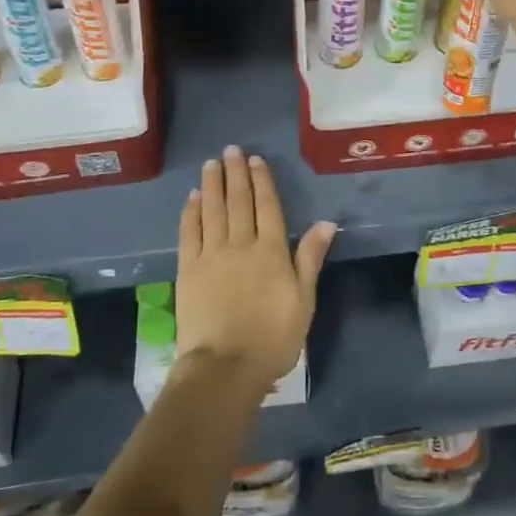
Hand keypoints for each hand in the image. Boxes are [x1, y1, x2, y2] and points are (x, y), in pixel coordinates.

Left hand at [176, 145, 336, 392]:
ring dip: (212, 185)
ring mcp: (211, 255)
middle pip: (239, 202)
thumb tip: (327, 223)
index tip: (256, 161)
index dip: (262, 182)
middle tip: (231, 150)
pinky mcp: (188, 269)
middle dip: (236, 174)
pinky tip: (192, 198)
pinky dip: (191, 212)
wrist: (226, 365)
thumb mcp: (304, 299)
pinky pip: (190, 232)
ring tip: (212, 164)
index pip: (267, 207)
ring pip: (212, 210)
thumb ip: (310, 258)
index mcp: (271, 251)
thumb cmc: (274, 337)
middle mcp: (241, 244)